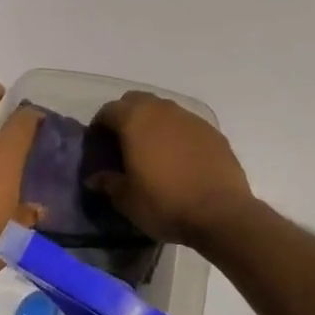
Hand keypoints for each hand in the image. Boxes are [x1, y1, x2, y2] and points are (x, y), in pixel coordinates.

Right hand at [88, 91, 255, 246]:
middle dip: (126, 116)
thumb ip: (107, 182)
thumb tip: (94, 178)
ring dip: (153, 123)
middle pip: (136, 101)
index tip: (98, 145)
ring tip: (152, 151)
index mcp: (135, 120)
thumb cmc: (164, 203)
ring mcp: (191, 119)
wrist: (221, 213)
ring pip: (164, 110)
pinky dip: (177, 135)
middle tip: (123, 143)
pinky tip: (179, 159)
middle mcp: (162, 110)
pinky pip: (186, 125)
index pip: (108, 110)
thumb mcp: (126, 199)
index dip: (99, 126)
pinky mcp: (213, 132)